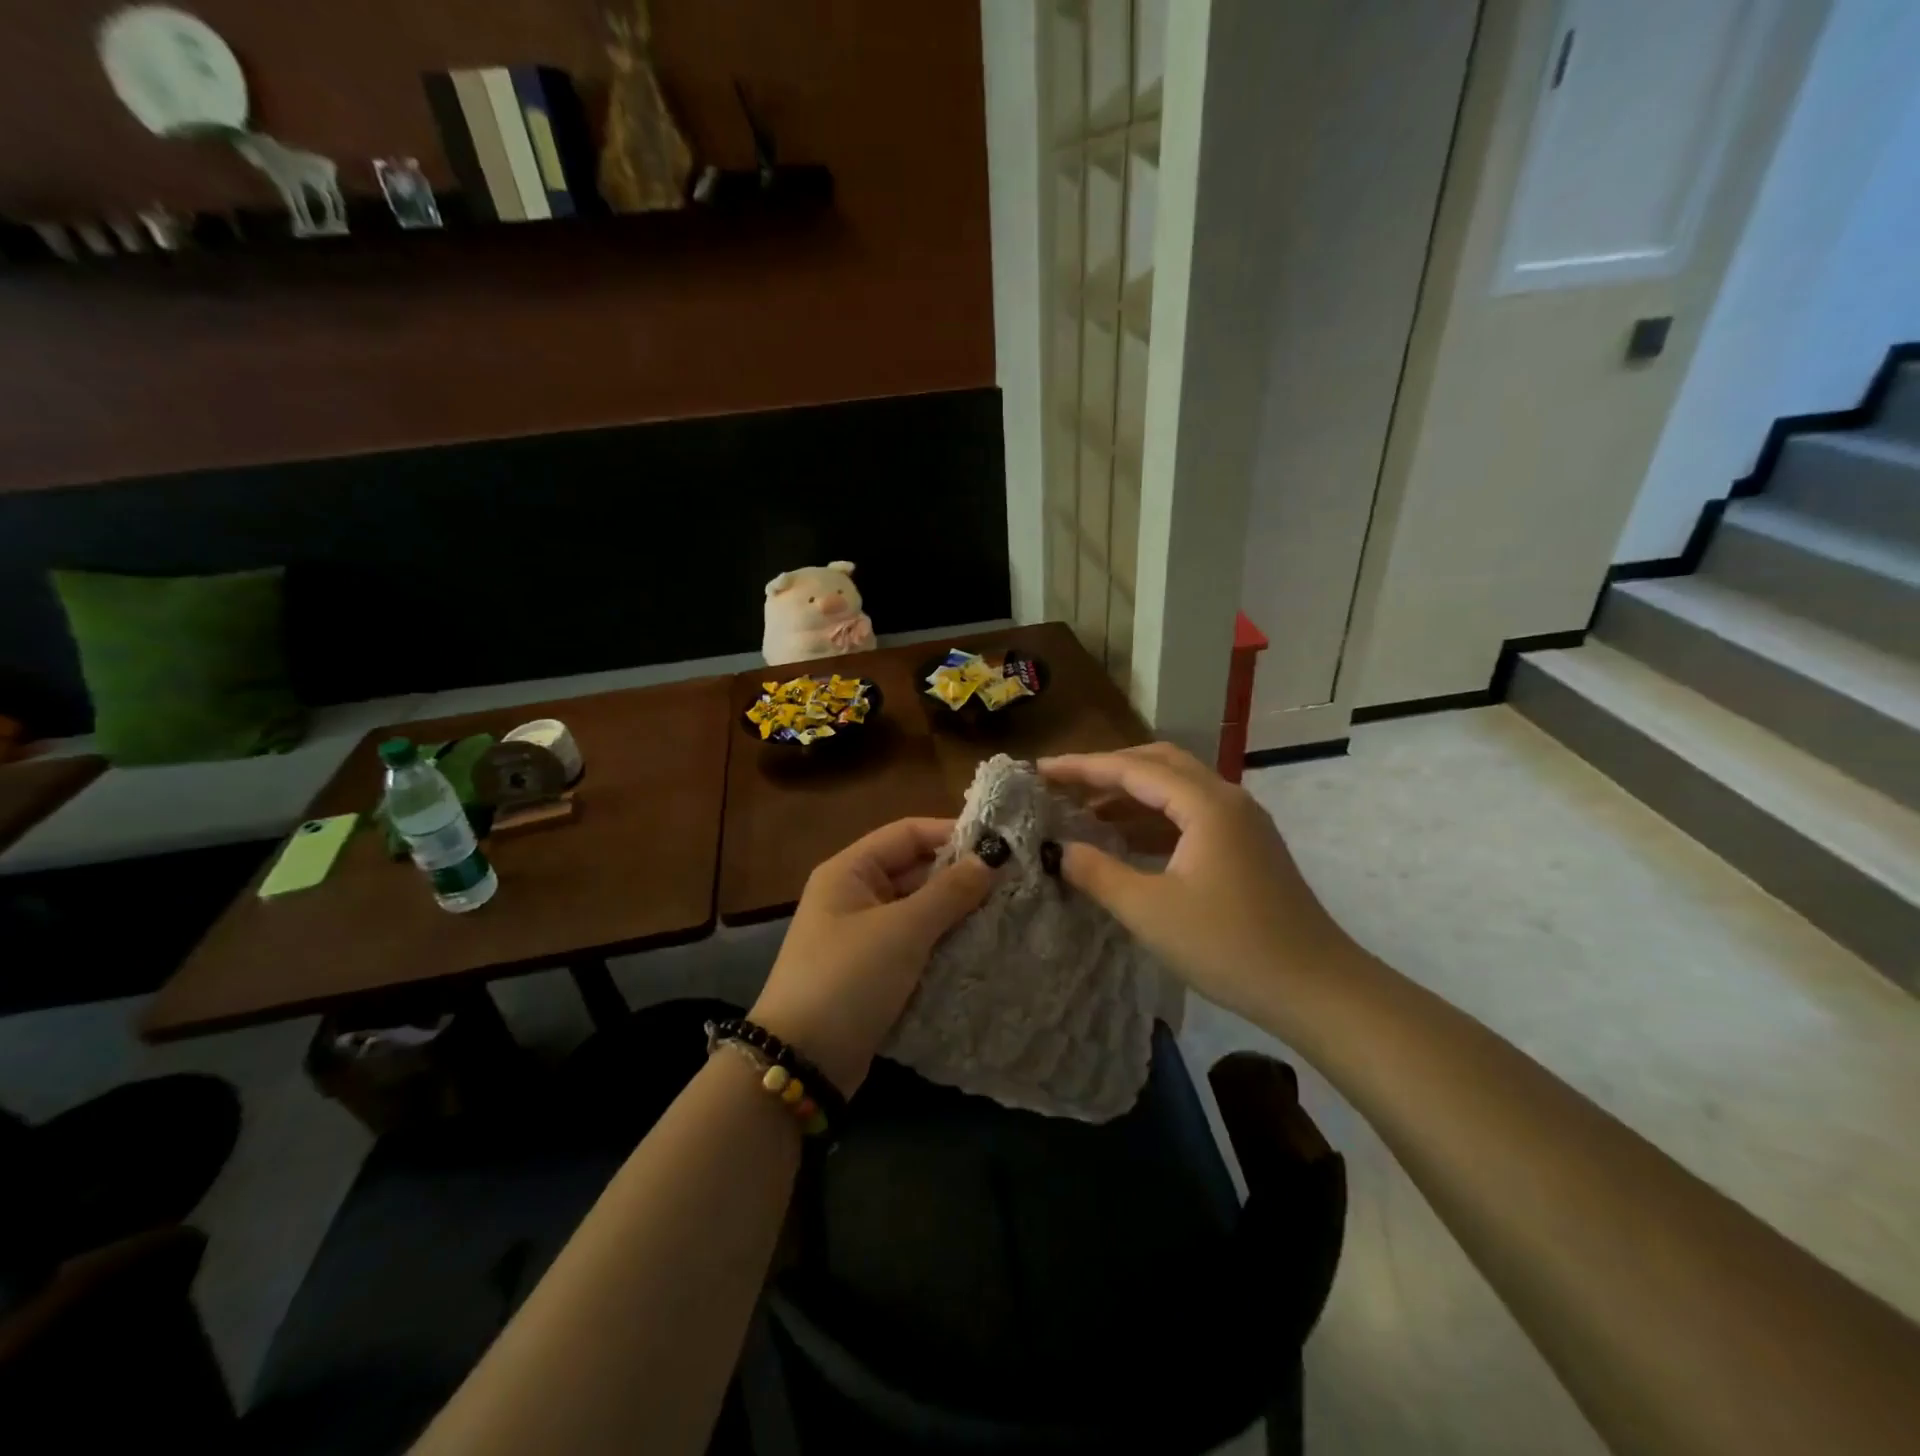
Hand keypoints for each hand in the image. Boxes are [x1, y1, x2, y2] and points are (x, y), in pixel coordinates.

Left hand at [750, 818, 999, 1095]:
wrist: (803, 1063)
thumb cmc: (849, 978)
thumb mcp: (903, 930)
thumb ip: (949, 892)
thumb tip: (990, 858)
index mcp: (849, 871)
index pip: (907, 833)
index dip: (952, 833)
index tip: (1000, 844)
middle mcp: (854, 896)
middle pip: (914, 871)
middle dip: (960, 877)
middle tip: (1013, 883)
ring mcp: (863, 937)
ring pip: (919, 911)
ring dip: (956, 914)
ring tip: (1007, 913)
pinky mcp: (873, 973)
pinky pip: (915, 946)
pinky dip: (944, 945)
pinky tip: (981, 949)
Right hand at [1039, 744, 1354, 1026]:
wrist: (1316, 989)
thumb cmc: (1229, 946)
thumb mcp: (1150, 911)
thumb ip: (1098, 873)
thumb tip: (1059, 849)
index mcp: (1206, 804)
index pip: (1132, 768)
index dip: (1082, 766)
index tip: (1040, 769)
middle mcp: (1227, 799)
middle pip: (1158, 764)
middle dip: (1107, 770)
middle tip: (1064, 785)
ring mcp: (1242, 823)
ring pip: (1176, 789)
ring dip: (1131, 794)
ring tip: (1085, 812)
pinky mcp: (1247, 847)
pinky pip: (1190, 815)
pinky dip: (1153, 819)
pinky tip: (1126, 841)